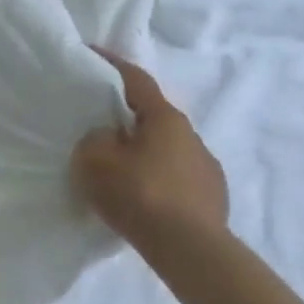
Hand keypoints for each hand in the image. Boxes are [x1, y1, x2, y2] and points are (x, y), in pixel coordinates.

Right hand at [72, 47, 228, 260]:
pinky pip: (175, 178)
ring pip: (165, 149)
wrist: (190, 250)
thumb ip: (94, 140)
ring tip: (119, 169)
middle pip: (151, 117)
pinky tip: (142, 198)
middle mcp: (192, 136)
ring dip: (143, 152)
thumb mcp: (96, 161)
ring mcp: (206, 168)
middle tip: (98, 123)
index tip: (92, 53)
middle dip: (125, 117)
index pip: (135, 80)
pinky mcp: (212, 198)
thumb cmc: (139, 194)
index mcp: (165, 118)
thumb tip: (106, 139)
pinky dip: (156, 179)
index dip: (111, 64)